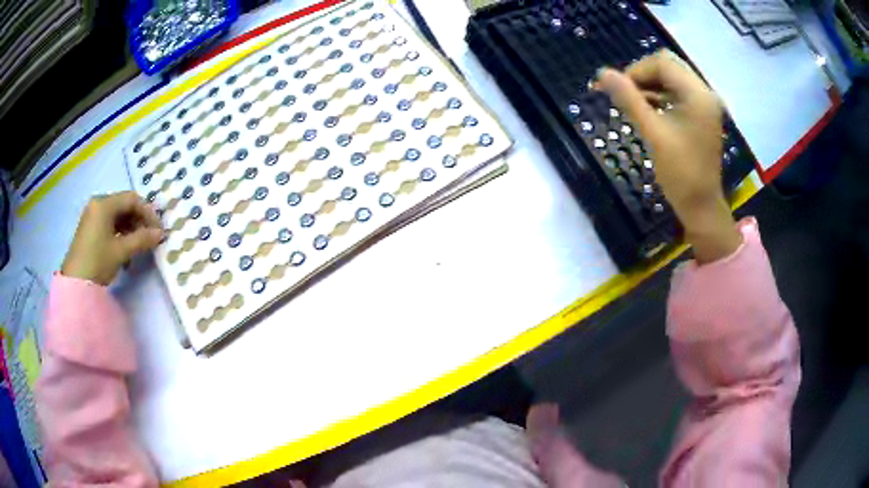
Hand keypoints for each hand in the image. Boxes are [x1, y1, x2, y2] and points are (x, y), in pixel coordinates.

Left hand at [62, 191, 163, 284]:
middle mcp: (98, 204)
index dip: (148, 213)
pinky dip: (120, 233)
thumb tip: (160, 234)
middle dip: (139, 221)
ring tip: (139, 246)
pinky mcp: (90, 229)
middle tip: (150, 238)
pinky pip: (109, 224)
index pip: (132, 199)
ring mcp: (92, 216)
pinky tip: (125, 249)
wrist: (75, 284)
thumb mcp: (121, 251)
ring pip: (117, 216)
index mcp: (104, 203)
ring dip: (131, 229)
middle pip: (124, 206)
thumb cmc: (97, 262)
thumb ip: (142, 239)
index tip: (158, 230)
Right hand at [595, 49, 740, 262]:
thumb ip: (628, 100)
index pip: (662, 63)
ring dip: (650, 85)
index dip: (636, 71)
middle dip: (643, 75)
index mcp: (697, 94)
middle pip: (668, 65)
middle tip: (626, 94)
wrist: (701, 206)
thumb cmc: (680, 173)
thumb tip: (602, 73)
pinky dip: (660, 95)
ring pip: (671, 78)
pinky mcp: (701, 114)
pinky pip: (677, 92)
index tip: (617, 89)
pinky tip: (647, 109)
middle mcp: (704, 93)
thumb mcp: (653, 134)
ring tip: (632, 103)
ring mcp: (704, 104)